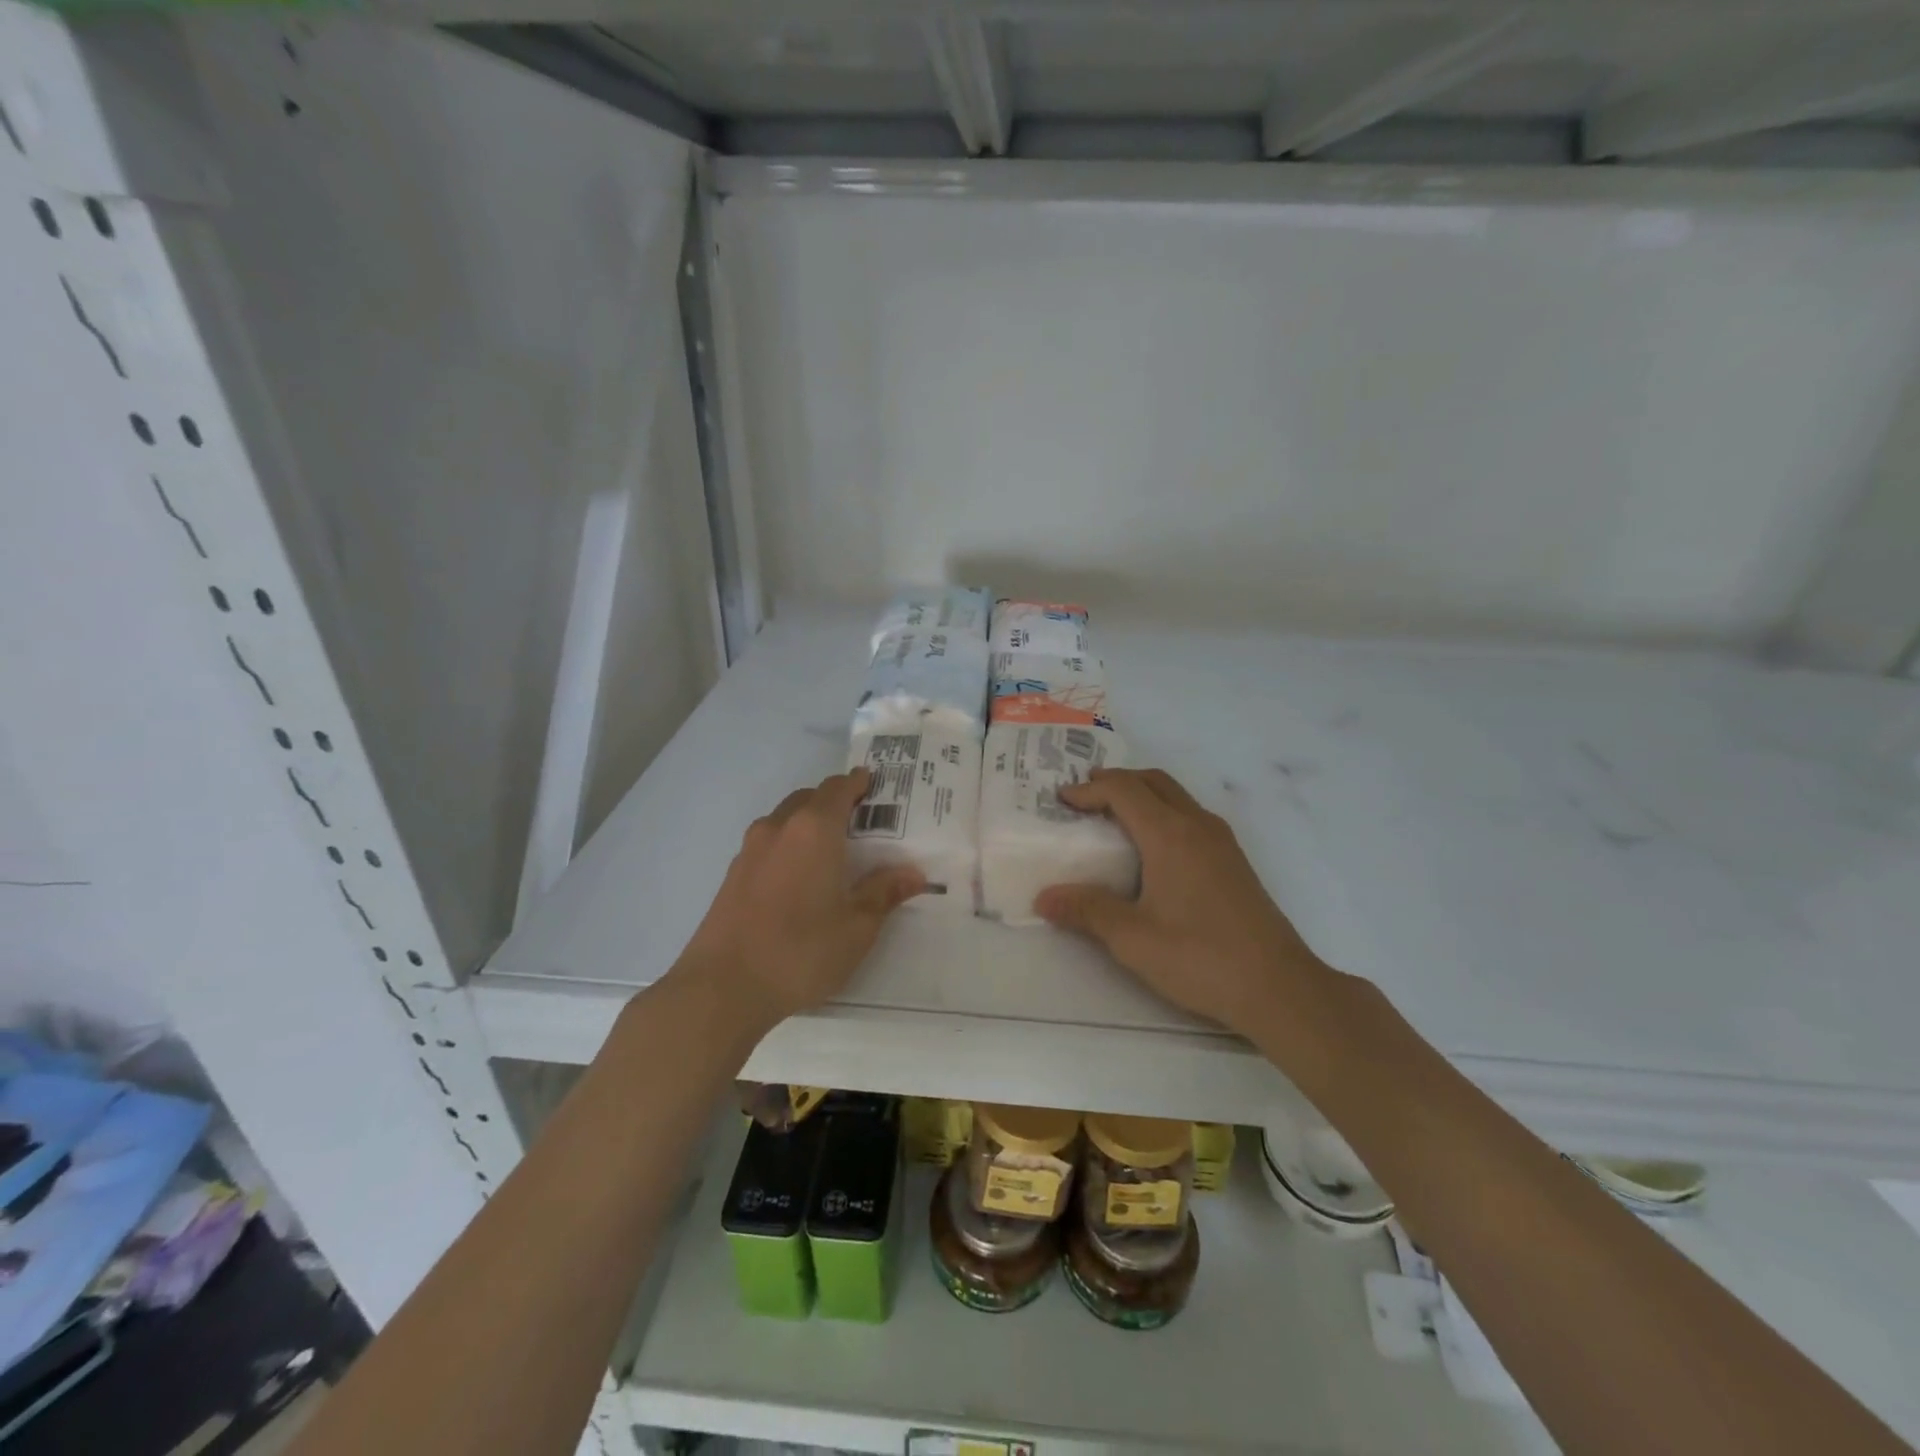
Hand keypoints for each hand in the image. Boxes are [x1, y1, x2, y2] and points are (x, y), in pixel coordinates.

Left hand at [677, 770, 924, 1027]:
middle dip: (836, 802)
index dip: (859, 783)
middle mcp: (779, 827)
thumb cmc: (800, 951)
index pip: (839, 787)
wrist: (721, 988)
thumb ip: (883, 893)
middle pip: (810, 798)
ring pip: (786, 819)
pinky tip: (800, 878)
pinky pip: (769, 843)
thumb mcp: (856, 928)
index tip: (877, 787)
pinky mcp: (733, 874)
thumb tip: (912, 874)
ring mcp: (750, 849)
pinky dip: (789, 845)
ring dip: (809, 823)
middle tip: (862, 823)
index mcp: (814, 829)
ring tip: (833, 850)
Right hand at [1036, 768, 1329, 1035]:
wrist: (1279, 987)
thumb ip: (1087, 911)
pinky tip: (1153, 850)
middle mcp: (1197, 825)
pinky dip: (1164, 812)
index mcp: (1169, 834)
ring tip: (1114, 818)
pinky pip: (1191, 816)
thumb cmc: (1200, 957)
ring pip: (1177, 796)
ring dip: (1143, 794)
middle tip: (1085, 797)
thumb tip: (1043, 897)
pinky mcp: (1235, 861)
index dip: (1089, 790)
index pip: (1123, 790)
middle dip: (1117, 781)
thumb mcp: (1132, 939)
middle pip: (1153, 781)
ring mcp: (1222, 842)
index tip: (1062, 801)